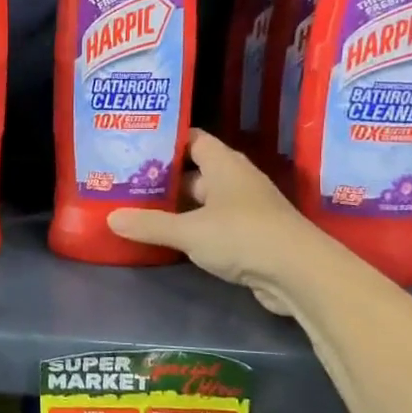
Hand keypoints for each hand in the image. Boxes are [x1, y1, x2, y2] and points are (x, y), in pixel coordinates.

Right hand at [107, 129, 334, 313]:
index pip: (192, 139)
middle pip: (195, 171)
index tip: (135, 147)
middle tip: (127, 182)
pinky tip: (169, 238)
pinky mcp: (251, 236)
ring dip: (178, 206)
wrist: (299, 273)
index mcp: (224, 164)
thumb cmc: (242, 236)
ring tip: (139, 209)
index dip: (166, 140)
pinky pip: (214, 224)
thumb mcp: (189, 231)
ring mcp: (246, 208)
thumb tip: (111, 218)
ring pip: (204, 201)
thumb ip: (150, 225)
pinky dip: (193, 229)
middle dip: (164, 178)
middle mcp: (236, 180)